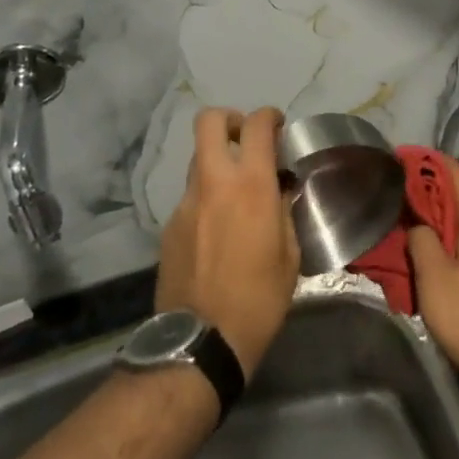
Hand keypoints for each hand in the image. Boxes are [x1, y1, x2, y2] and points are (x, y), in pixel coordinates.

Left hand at [156, 106, 298, 378]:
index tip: (278, 127)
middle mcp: (213, 183)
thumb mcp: (290, 254)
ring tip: (237, 194)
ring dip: (218, 162)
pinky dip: (207, 198)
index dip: (269, 116)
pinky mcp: (169, 227)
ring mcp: (185, 203)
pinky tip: (219, 230)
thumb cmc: (259, 298)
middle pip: (209, 122)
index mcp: (251, 185)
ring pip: (198, 160)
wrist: (200, 342)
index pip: (256, 125)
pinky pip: (190, 196)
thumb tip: (280, 188)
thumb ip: (284, 210)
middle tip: (247, 141)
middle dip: (230, 120)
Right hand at [406, 159, 458, 401]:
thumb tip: (418, 226)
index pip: (458, 175)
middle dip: (429, 194)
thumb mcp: (434, 279)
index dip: (431, 162)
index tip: (403, 158)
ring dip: (438, 222)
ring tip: (405, 227)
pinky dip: (450, 242)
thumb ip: (422, 241)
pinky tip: (428, 256)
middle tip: (395, 197)